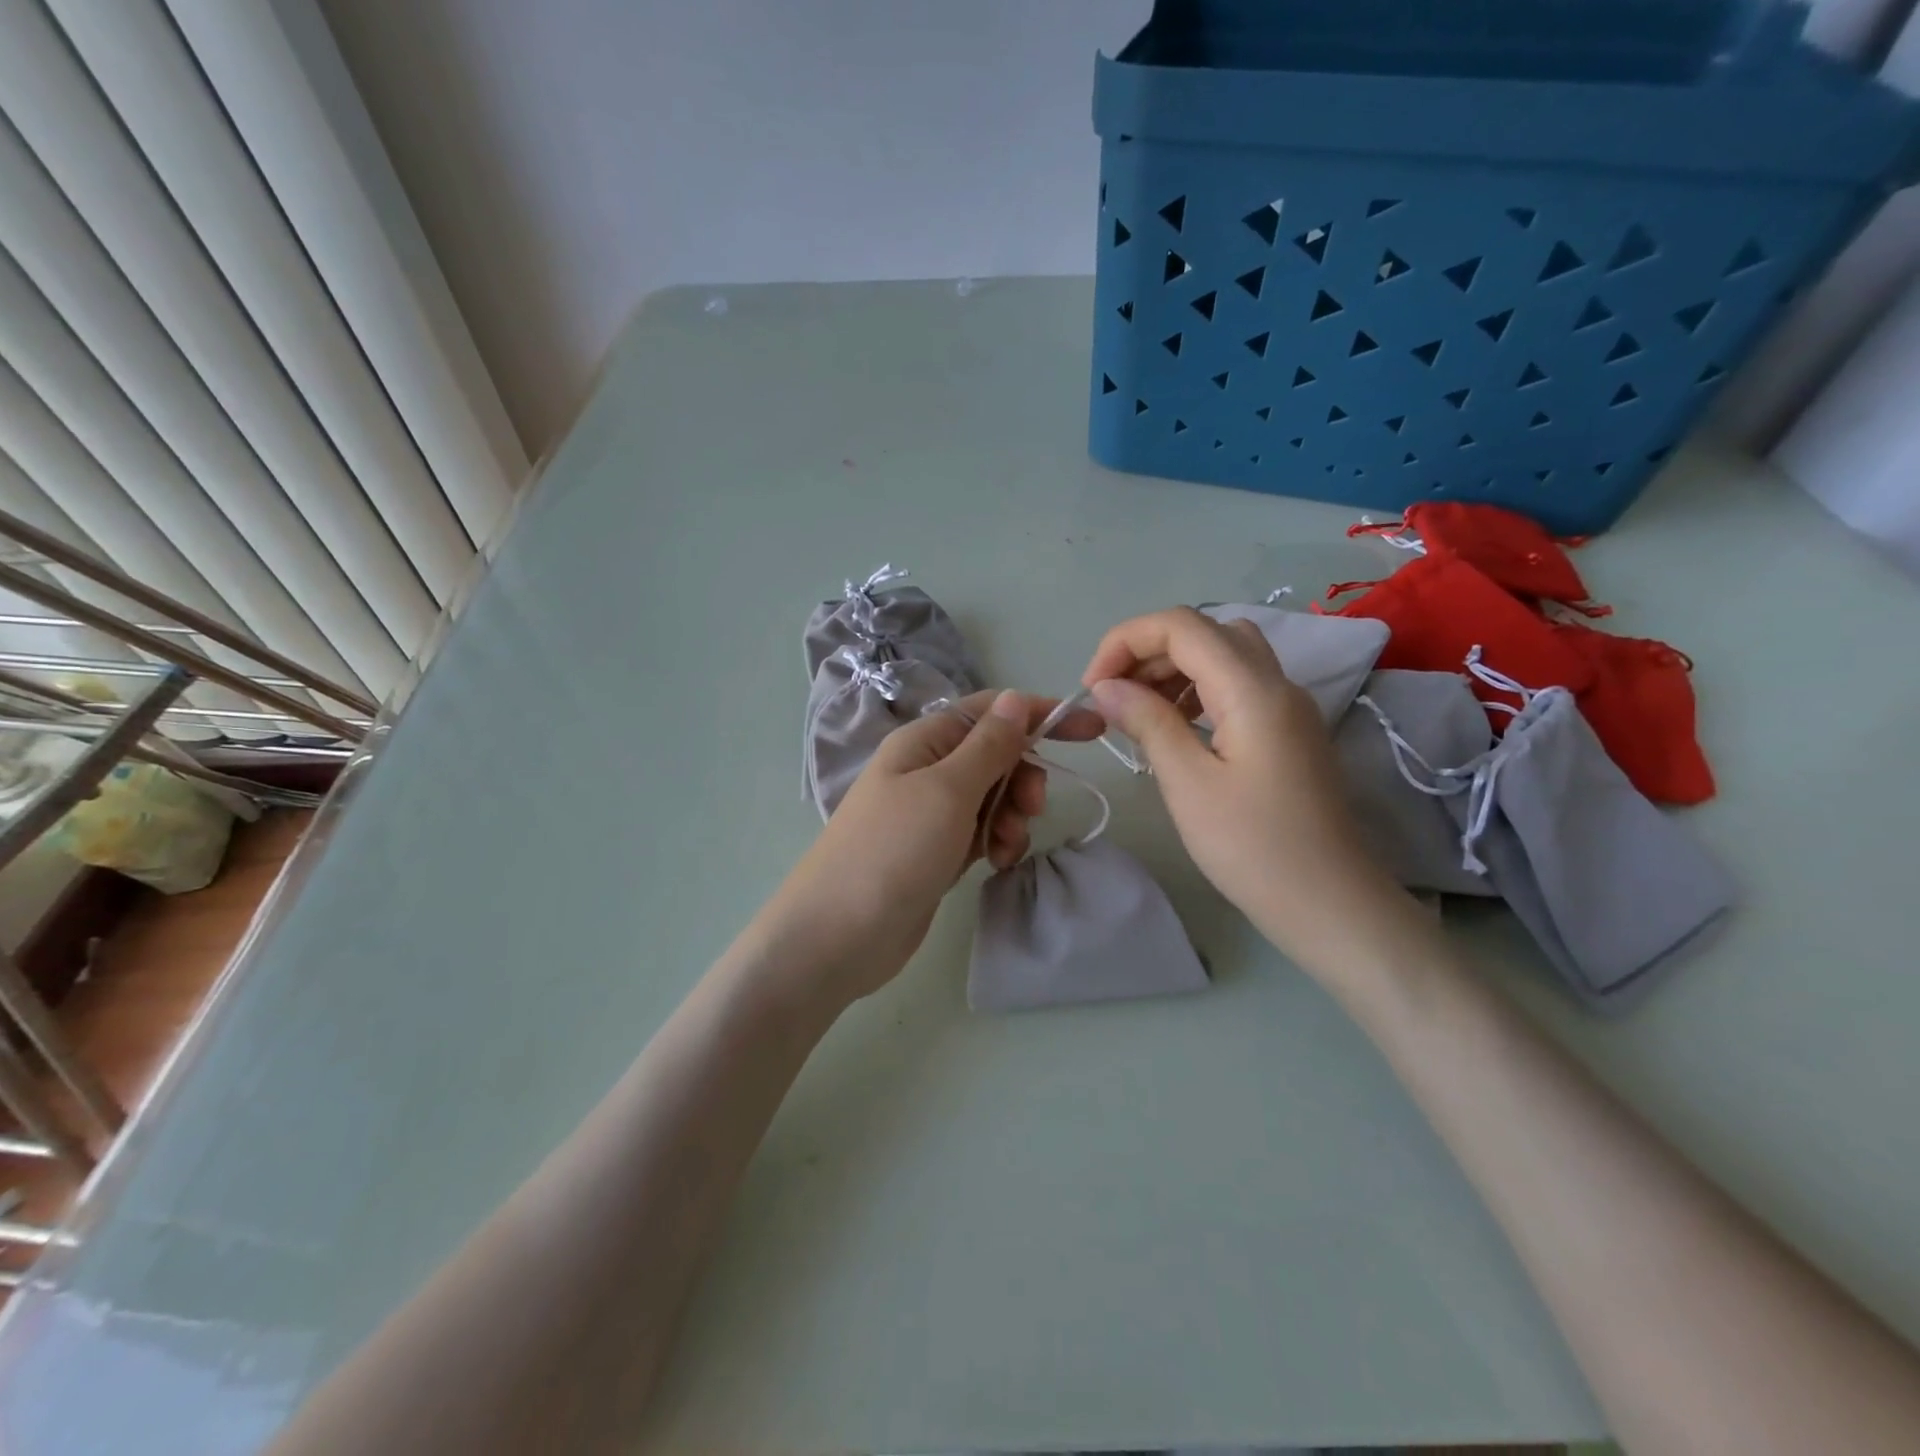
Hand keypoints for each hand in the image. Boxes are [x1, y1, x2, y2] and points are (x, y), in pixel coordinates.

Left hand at [760, 689, 1102, 1005]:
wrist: (837, 936)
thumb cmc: (893, 851)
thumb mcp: (947, 790)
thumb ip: (988, 746)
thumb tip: (1016, 699)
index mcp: (924, 742)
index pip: (992, 712)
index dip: (1040, 715)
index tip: (1091, 730)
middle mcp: (926, 770)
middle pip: (995, 755)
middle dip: (1022, 777)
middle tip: (1031, 807)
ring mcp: (930, 814)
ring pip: (992, 797)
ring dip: (1011, 816)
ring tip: (1006, 846)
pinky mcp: (935, 852)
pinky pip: (980, 832)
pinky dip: (996, 842)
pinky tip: (997, 863)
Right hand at [1082, 607, 1402, 973]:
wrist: (1329, 903)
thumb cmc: (1253, 847)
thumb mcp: (1188, 784)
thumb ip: (1147, 722)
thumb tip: (1105, 687)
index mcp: (1253, 689)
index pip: (1182, 626)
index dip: (1126, 641)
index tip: (1092, 686)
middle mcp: (1277, 683)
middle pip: (1205, 632)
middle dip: (1148, 652)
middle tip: (1111, 698)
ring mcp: (1288, 706)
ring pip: (1224, 656)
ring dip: (1173, 670)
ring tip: (1138, 711)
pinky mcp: (1288, 731)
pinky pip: (1238, 686)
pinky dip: (1197, 691)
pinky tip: (1175, 728)